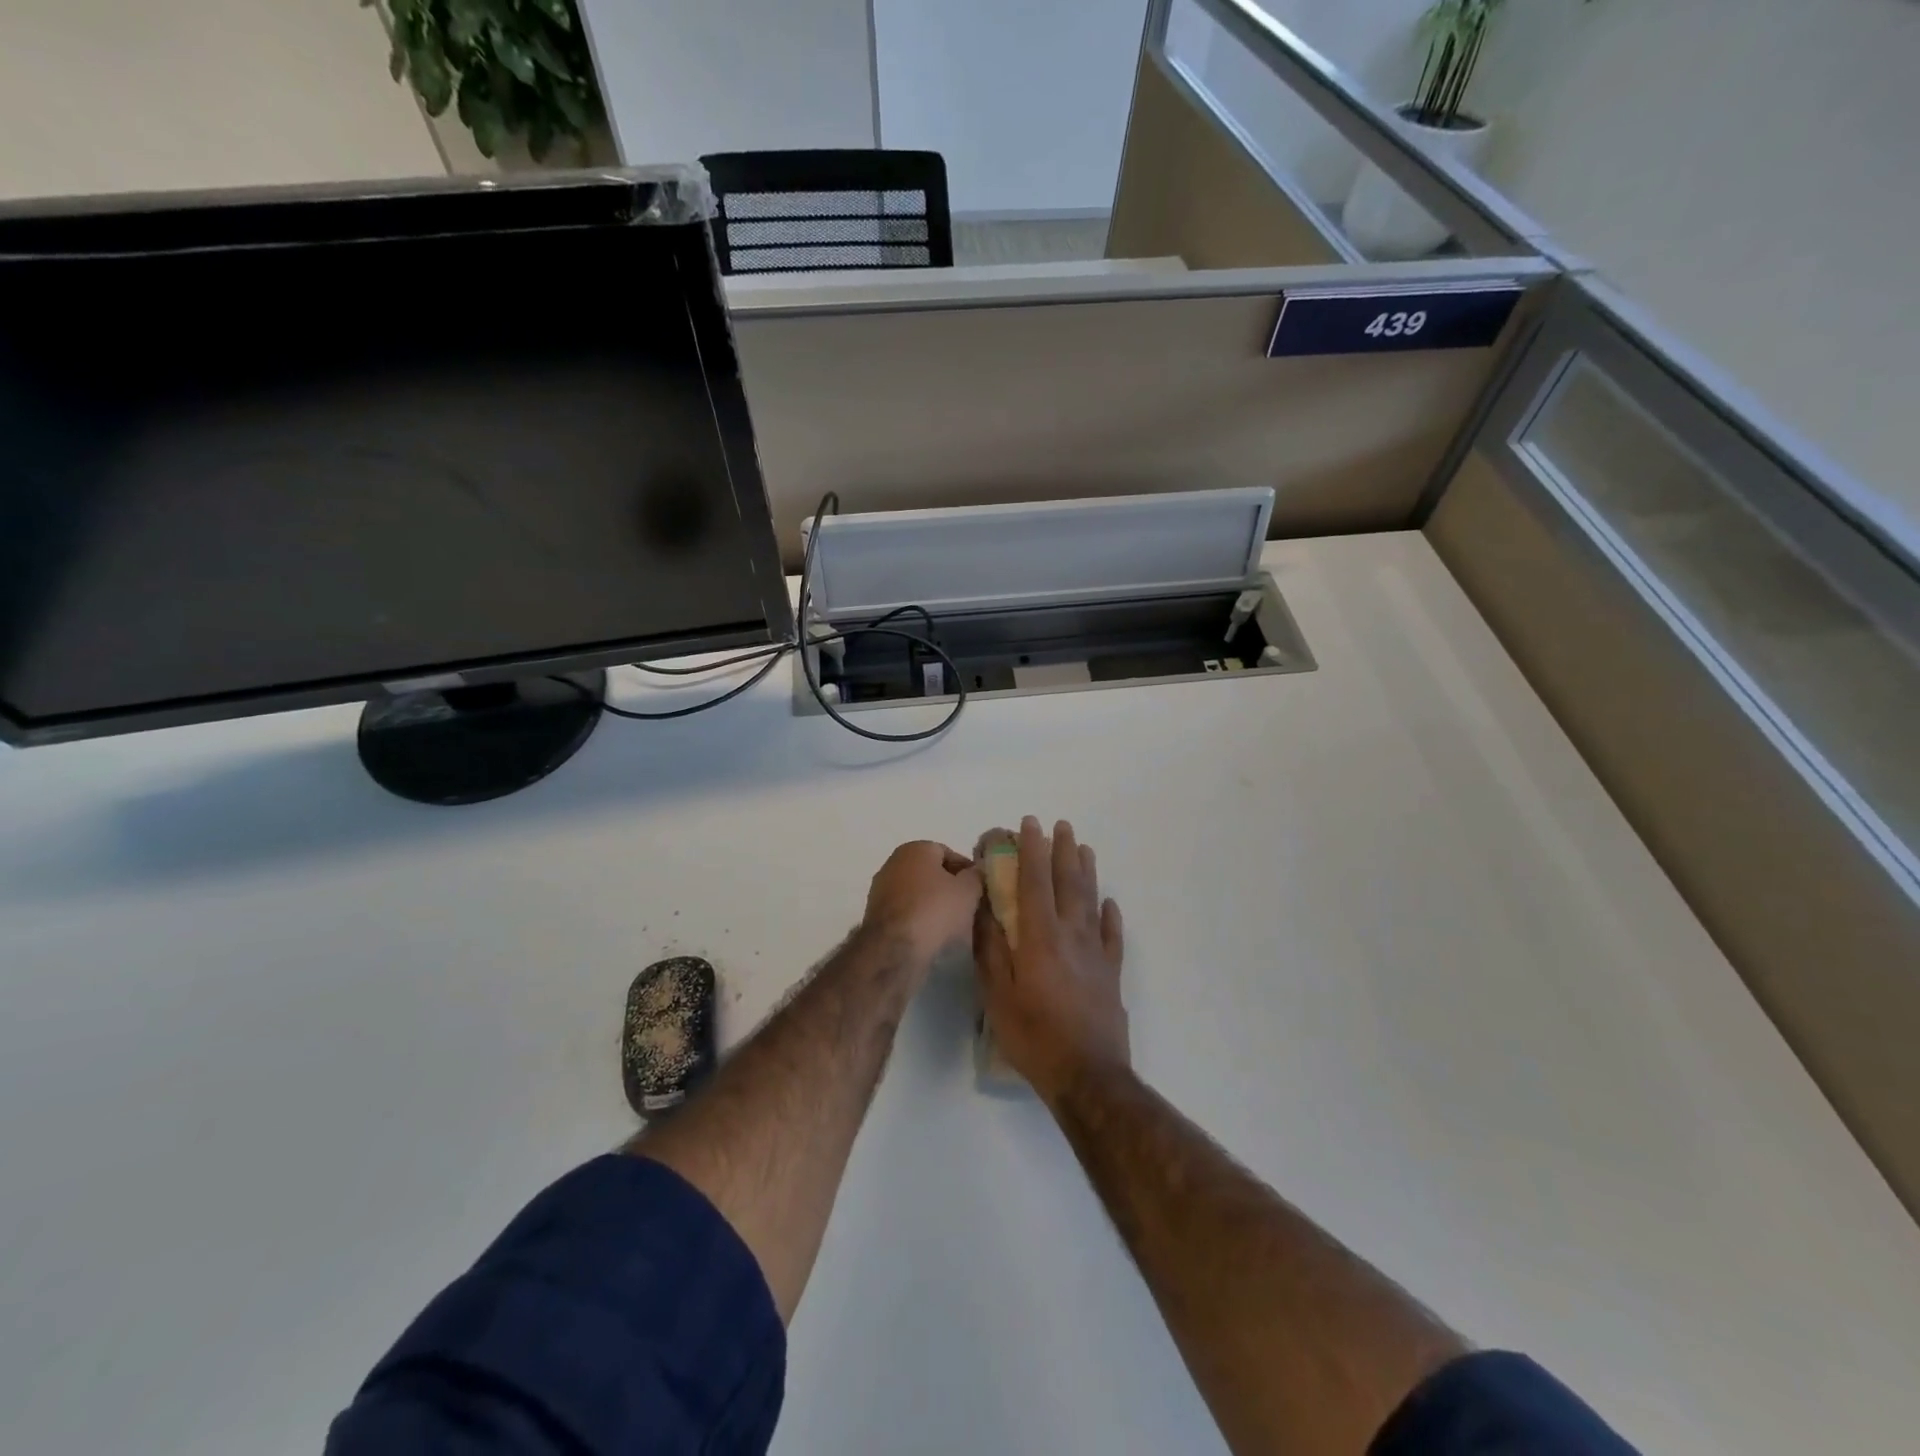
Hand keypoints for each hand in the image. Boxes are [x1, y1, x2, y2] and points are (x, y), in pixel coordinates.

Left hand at [862, 841, 983, 970]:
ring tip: (950, 925)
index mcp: (915, 849)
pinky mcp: (874, 914)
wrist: (895, 949)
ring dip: (931, 904)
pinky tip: (929, 934)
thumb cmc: (935, 910)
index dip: (965, 870)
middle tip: (966, 906)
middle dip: (947, 887)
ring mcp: (880, 889)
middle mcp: (893, 862)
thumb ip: (975, 876)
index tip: (978, 889)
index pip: (947, 853)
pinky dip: (917, 918)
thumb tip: (974, 872)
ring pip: (915, 893)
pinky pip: (904, 911)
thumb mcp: (968, 890)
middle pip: (929, 873)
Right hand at [975, 817, 1127, 1104]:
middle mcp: (1071, 935)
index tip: (1030, 824)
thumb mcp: (997, 994)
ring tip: (1085, 848)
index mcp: (1040, 937)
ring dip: (1087, 872)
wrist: (1087, 1076)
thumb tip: (984, 908)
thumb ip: (990, 948)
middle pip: (1068, 883)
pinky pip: (1113, 936)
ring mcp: (1096, 953)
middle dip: (1063, 851)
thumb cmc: (1033, 1035)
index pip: (1035, 882)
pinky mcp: (1111, 974)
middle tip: (1062, 825)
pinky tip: (1111, 903)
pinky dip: (1111, 916)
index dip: (1031, 850)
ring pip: (1092, 901)